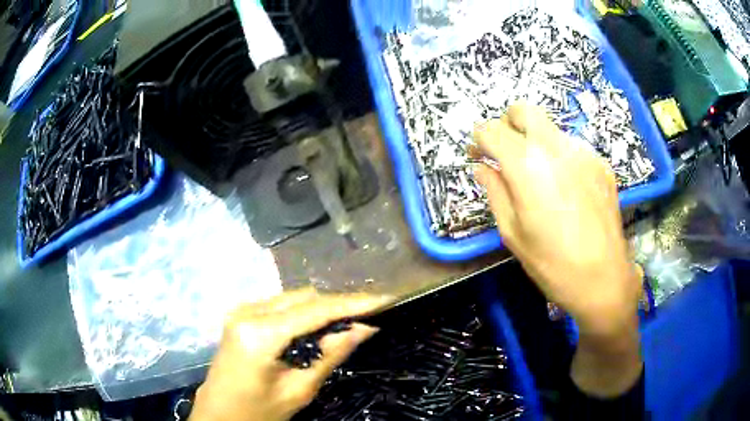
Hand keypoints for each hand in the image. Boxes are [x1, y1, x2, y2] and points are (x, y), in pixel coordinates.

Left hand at [190, 289, 389, 420]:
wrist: (218, 414)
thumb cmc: (258, 411)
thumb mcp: (299, 390)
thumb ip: (330, 356)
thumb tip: (364, 329)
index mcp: (259, 333)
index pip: (315, 310)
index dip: (352, 304)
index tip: (383, 300)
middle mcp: (248, 311)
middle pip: (304, 298)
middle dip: (339, 305)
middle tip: (369, 316)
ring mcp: (241, 310)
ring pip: (293, 298)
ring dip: (322, 308)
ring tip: (349, 322)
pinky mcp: (241, 315)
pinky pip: (280, 305)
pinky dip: (304, 313)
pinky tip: (318, 327)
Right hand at [474, 104, 641, 396]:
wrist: (604, 279)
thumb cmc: (552, 264)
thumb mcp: (513, 233)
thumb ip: (494, 192)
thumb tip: (482, 167)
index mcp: (527, 165)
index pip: (492, 130)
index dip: (478, 139)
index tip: (477, 154)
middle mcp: (556, 147)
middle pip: (524, 110)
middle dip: (507, 124)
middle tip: (505, 152)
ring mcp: (583, 152)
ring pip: (550, 128)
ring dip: (535, 141)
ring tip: (538, 176)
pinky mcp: (601, 164)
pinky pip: (572, 147)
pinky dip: (559, 156)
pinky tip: (564, 187)